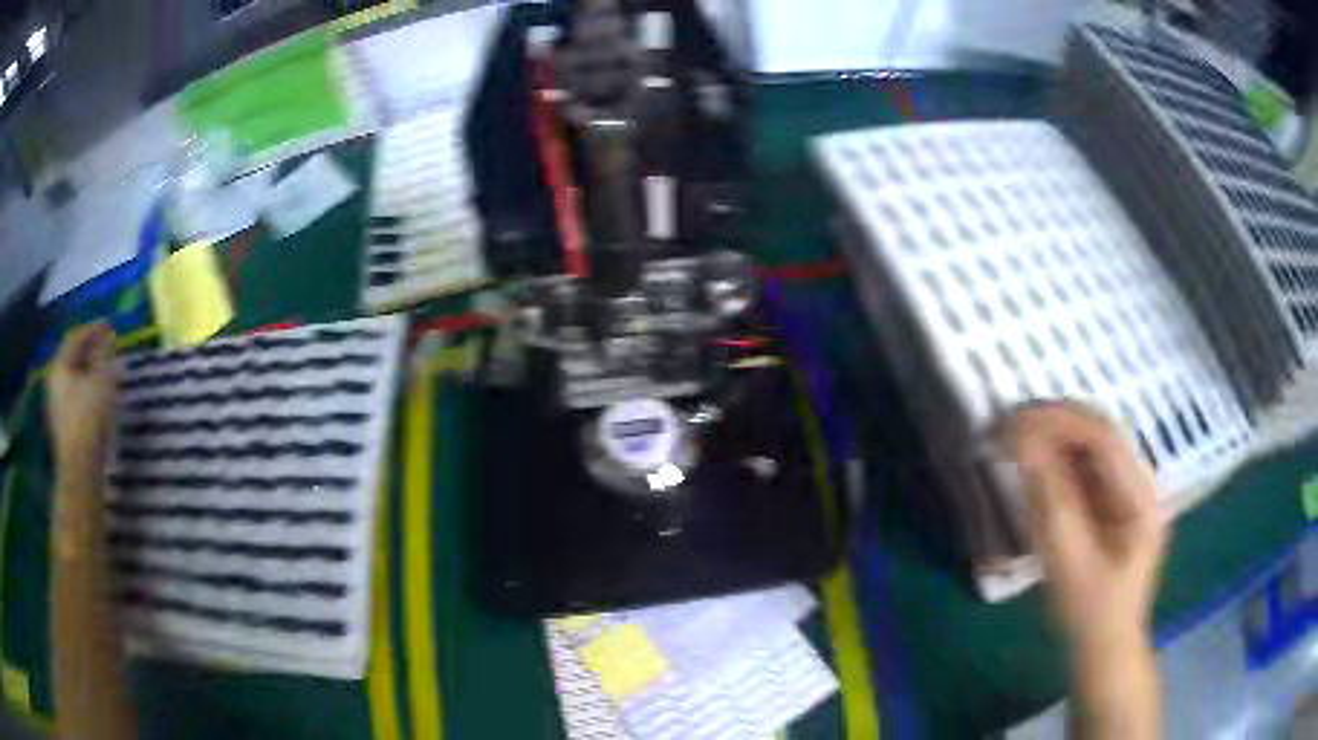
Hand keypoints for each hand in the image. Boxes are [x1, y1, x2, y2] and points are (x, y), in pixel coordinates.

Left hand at [46, 323, 117, 484]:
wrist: (81, 470)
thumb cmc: (90, 417)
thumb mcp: (101, 379)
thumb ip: (103, 354)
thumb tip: (106, 336)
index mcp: (60, 366)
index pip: (76, 337)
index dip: (93, 329)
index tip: (109, 326)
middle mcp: (54, 382)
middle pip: (72, 359)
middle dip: (89, 352)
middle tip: (106, 349)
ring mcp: (57, 408)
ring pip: (73, 381)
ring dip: (88, 374)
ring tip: (103, 374)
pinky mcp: (63, 428)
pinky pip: (75, 399)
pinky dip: (86, 392)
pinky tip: (96, 399)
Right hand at [1001, 401, 1167, 653]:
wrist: (1107, 645)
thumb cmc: (1089, 612)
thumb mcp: (1067, 561)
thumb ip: (1050, 500)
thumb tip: (1023, 442)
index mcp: (1142, 497)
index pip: (1105, 437)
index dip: (1060, 421)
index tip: (1015, 421)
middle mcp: (1144, 482)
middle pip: (1102, 432)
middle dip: (1056, 423)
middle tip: (1011, 425)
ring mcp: (1134, 489)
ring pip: (1095, 444)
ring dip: (1057, 437)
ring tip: (1018, 440)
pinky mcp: (1120, 500)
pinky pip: (1091, 466)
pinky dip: (1062, 459)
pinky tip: (1039, 466)